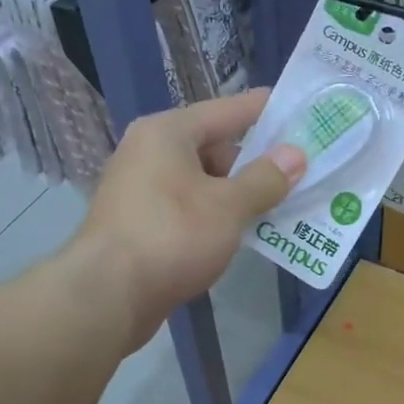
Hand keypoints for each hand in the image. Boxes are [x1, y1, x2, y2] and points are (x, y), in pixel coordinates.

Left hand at [76, 90, 304, 347]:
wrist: (107, 295)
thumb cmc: (171, 236)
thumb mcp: (228, 206)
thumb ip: (265, 179)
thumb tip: (295, 155)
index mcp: (167, 133)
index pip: (225, 111)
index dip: (263, 110)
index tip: (296, 108)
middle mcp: (149, 153)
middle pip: (213, 148)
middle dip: (254, 163)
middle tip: (296, 174)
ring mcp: (141, 191)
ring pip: (202, 183)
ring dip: (237, 196)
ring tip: (278, 208)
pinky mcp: (140, 225)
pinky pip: (189, 210)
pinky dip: (216, 218)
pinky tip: (242, 235)